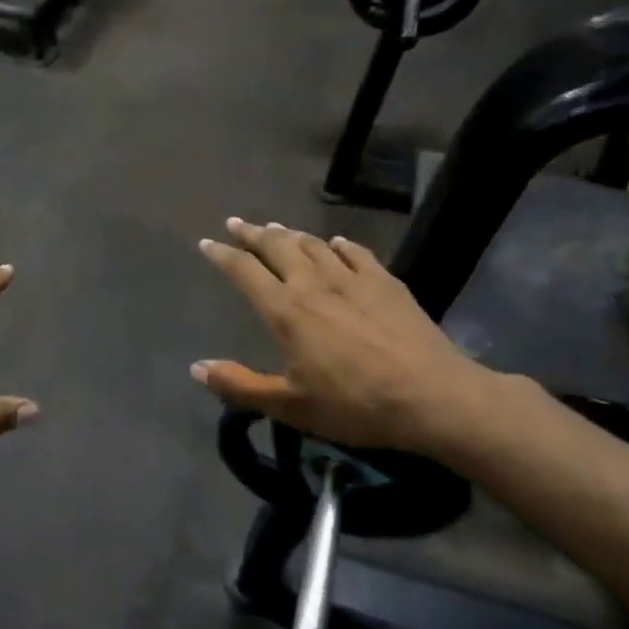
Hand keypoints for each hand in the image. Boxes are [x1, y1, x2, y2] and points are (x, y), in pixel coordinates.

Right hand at [193, 219, 496, 455]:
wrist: (432, 396)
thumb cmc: (354, 405)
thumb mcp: (290, 406)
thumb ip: (241, 385)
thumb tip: (197, 367)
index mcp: (286, 311)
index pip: (245, 272)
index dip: (223, 255)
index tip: (207, 243)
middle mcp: (314, 284)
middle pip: (277, 247)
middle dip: (253, 233)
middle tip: (236, 223)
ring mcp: (353, 279)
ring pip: (314, 245)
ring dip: (290, 234)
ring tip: (276, 228)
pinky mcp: (387, 283)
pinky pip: (356, 253)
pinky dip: (339, 245)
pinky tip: (335, 242)